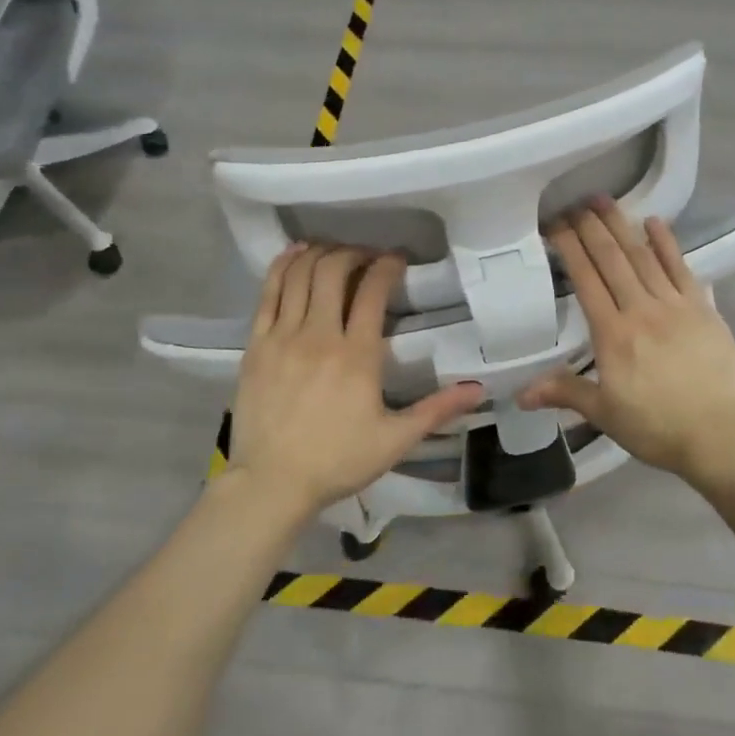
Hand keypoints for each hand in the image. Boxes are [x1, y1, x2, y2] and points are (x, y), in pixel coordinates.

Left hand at [225, 243, 484, 516]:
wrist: (271, 483)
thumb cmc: (337, 461)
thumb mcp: (395, 440)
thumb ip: (436, 409)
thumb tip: (478, 389)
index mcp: (357, 355)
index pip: (374, 291)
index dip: (387, 265)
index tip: (397, 259)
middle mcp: (319, 335)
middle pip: (334, 270)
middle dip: (354, 253)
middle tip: (367, 257)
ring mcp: (283, 336)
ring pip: (300, 274)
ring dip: (320, 254)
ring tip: (335, 252)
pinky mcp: (256, 344)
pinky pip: (268, 292)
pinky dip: (282, 266)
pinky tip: (295, 254)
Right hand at [521, 201, 734, 487]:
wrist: (723, 435)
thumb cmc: (659, 428)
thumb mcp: (605, 414)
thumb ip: (565, 393)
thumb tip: (520, 393)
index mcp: (612, 334)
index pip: (585, 280)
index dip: (569, 248)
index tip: (555, 224)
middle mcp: (641, 310)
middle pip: (612, 260)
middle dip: (591, 228)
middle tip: (575, 202)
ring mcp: (675, 306)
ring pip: (643, 257)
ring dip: (622, 226)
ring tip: (604, 201)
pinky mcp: (704, 309)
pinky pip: (681, 269)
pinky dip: (667, 244)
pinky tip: (654, 223)